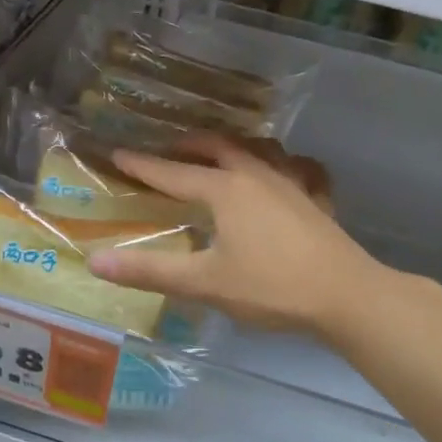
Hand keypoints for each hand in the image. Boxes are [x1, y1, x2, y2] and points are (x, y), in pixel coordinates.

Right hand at [85, 133, 384, 338]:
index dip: (143, 165)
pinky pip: (300, 169)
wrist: (346, 296)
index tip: (117, 153)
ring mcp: (293, 183)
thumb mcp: (204, 283)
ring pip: (261, 149)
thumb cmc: (271, 287)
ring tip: (223, 153)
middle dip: (189, 144)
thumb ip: (150, 271)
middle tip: (168, 149)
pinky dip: (286, 164)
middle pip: (218, 147)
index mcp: (226, 189)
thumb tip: (95, 262)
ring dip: (235, 146)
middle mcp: (258, 175)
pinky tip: (287, 174)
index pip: (173, 173)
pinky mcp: (317, 200)